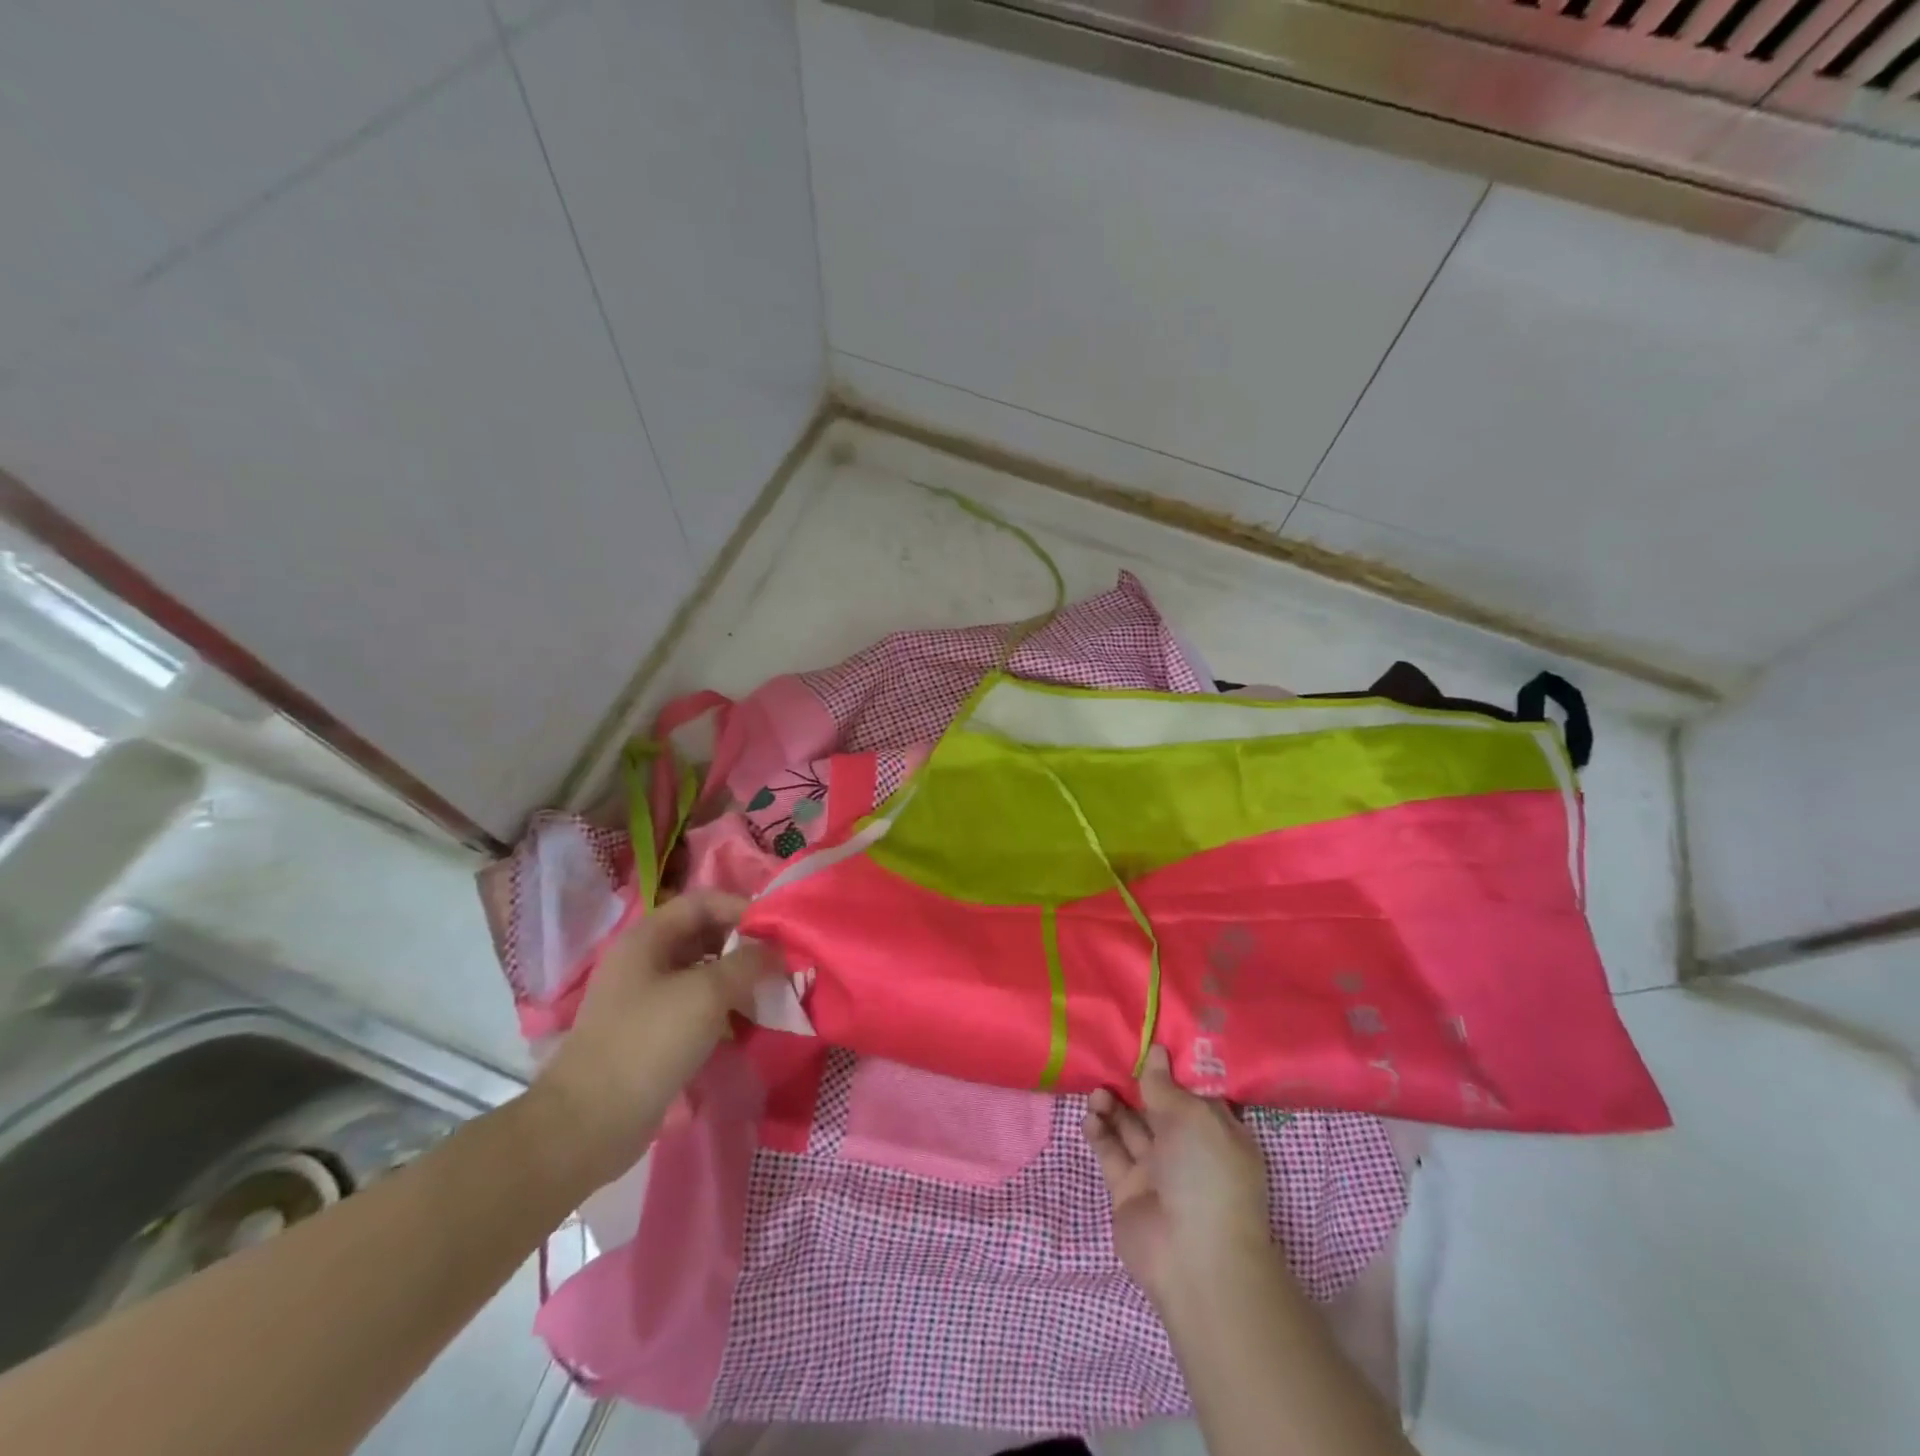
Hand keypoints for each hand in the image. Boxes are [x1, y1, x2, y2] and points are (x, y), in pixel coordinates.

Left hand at [531, 891, 769, 1186]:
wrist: (588, 1124)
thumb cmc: (648, 1042)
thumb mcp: (707, 993)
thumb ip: (748, 963)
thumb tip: (778, 951)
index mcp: (648, 938)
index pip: (703, 902)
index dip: (742, 908)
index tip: (779, 931)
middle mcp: (645, 960)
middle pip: (704, 936)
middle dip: (745, 946)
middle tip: (782, 964)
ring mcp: (645, 998)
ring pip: (702, 974)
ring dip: (738, 980)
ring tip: (772, 995)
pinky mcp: (650, 1033)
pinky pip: (695, 1007)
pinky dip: (723, 1009)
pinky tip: (747, 1025)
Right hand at [1084, 1046, 1273, 1312]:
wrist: (1193, 1259)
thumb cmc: (1207, 1175)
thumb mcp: (1193, 1118)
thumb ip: (1165, 1085)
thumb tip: (1155, 1052)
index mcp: (1217, 1131)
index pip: (1193, 1091)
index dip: (1171, 1066)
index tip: (1147, 1037)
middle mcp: (1188, 1148)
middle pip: (1157, 1106)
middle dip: (1135, 1082)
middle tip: (1111, 1058)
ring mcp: (1157, 1171)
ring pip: (1130, 1126)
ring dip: (1113, 1105)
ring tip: (1098, 1091)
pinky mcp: (1127, 1189)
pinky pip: (1110, 1152)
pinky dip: (1099, 1132)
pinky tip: (1090, 1116)